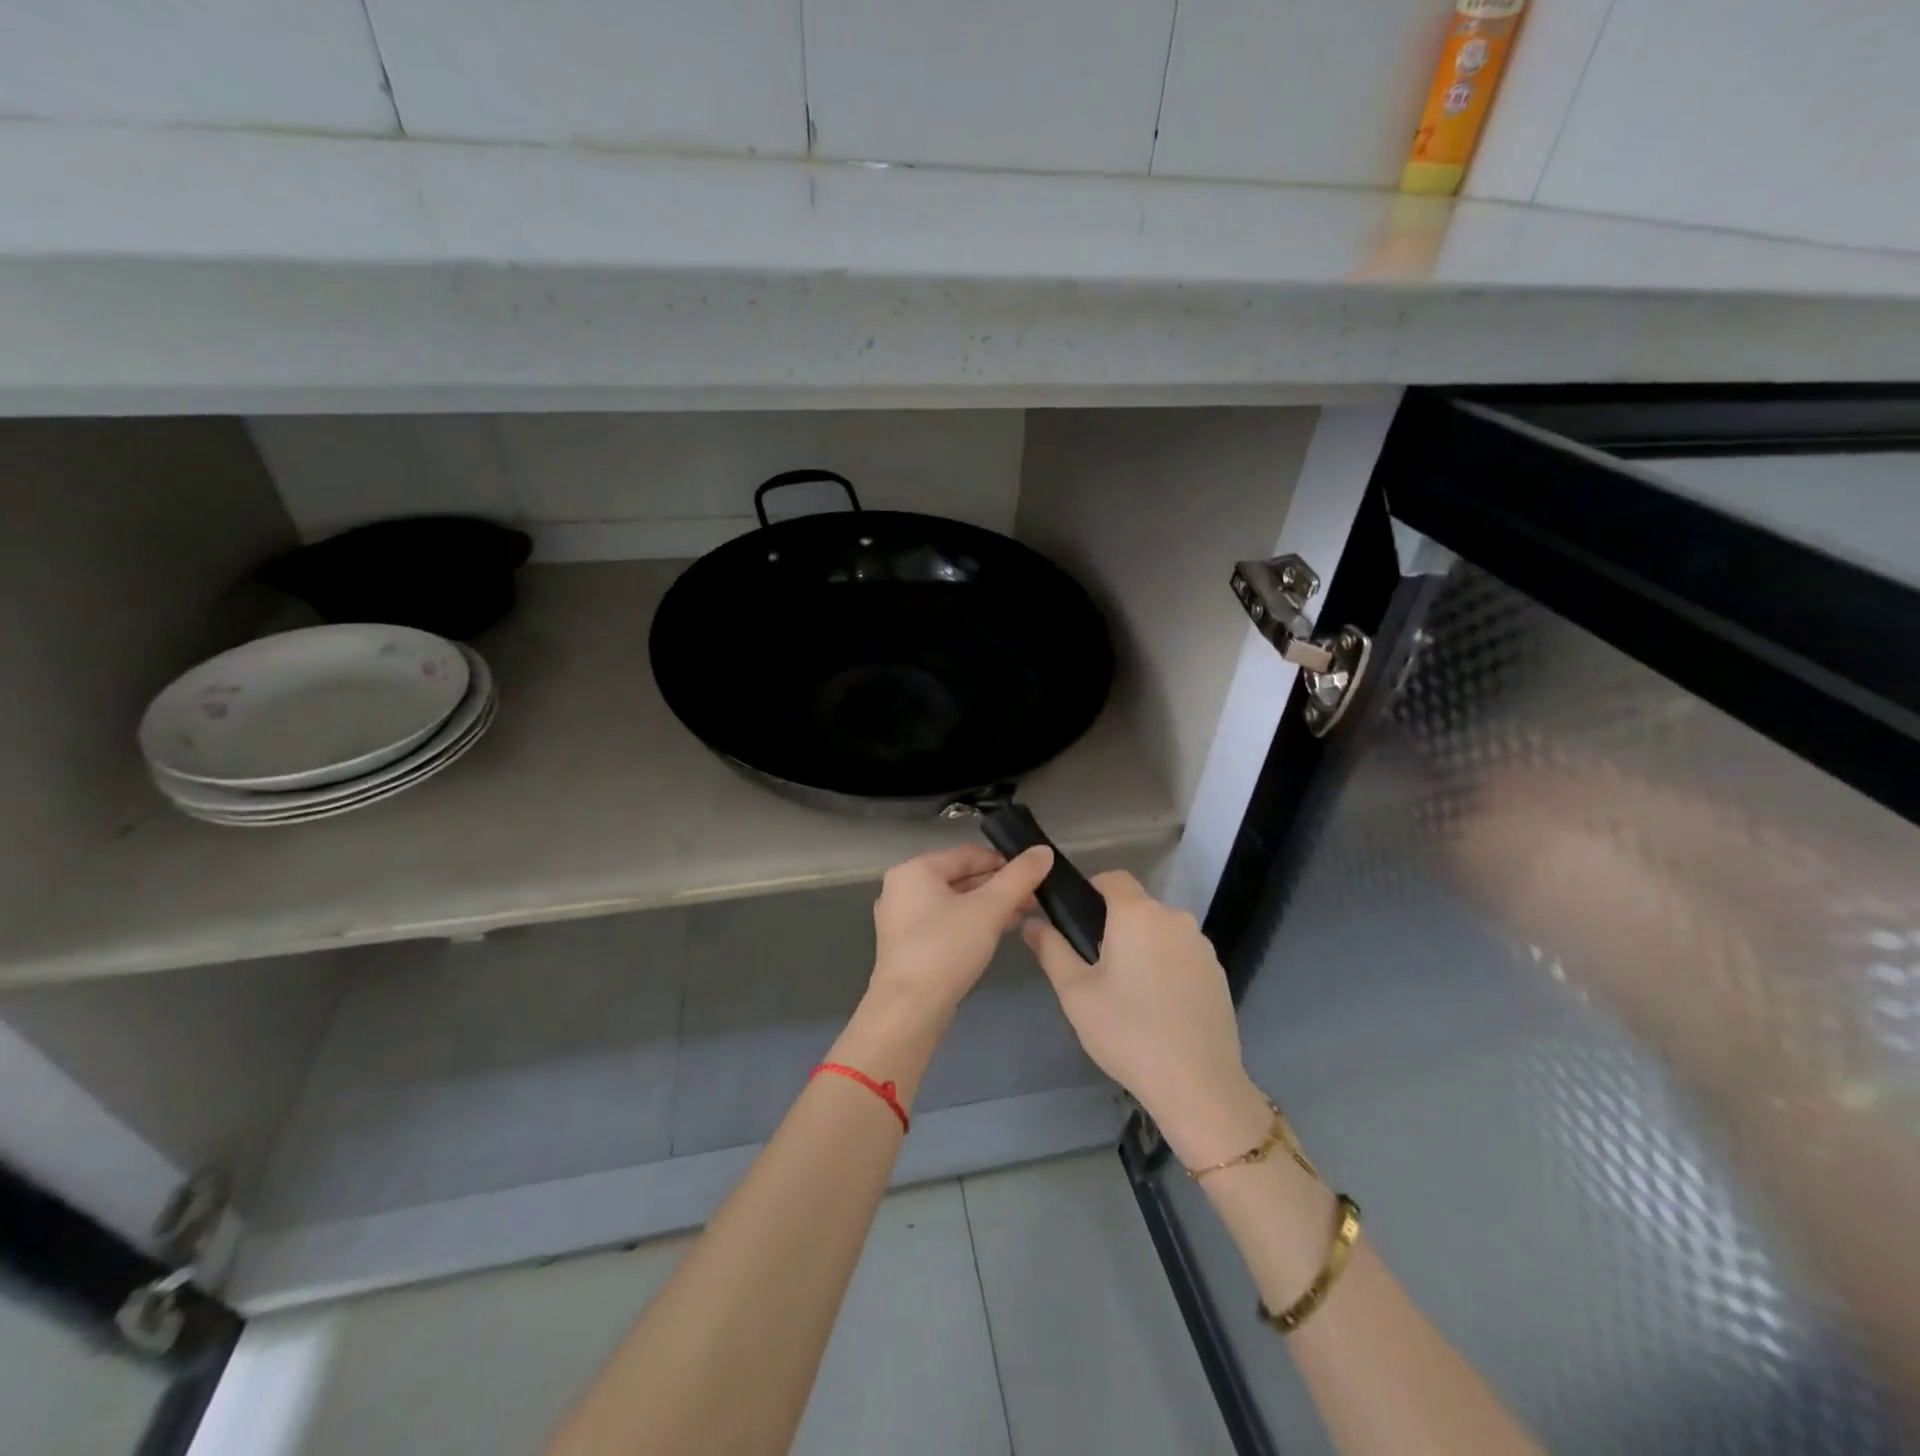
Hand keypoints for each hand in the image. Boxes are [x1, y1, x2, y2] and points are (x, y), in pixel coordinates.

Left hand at [868, 843, 1055, 1018]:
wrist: (908, 1011)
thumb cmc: (946, 949)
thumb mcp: (989, 909)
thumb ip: (1019, 877)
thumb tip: (1044, 851)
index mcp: (915, 870)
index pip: (968, 854)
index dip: (1004, 862)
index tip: (1035, 876)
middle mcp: (902, 888)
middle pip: (960, 878)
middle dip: (998, 887)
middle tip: (1033, 900)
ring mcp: (900, 920)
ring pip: (953, 902)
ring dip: (987, 907)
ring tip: (1021, 917)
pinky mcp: (906, 947)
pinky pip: (944, 923)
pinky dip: (969, 924)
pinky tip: (996, 935)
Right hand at [1024, 871, 1268, 1166]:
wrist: (1197, 1084)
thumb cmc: (1127, 1032)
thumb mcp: (1075, 993)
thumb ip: (1051, 949)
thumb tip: (1031, 921)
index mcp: (1137, 914)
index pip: (1113, 878)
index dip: (1092, 889)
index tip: (1077, 919)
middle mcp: (1174, 917)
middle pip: (1138, 905)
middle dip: (1116, 923)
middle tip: (1096, 964)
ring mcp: (1201, 944)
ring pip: (1161, 930)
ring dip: (1143, 944)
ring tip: (1128, 989)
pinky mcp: (1217, 971)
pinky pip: (1182, 953)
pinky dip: (1167, 965)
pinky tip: (1158, 1004)